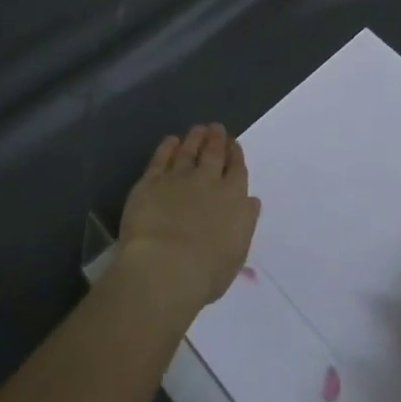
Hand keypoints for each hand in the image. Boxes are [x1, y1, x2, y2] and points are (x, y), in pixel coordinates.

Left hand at [115, 124, 259, 328]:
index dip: (235, 155)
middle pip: (213, 153)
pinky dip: (167, 147)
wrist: (164, 268)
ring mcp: (178, 178)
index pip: (237, 169)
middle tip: (216, 128)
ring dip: (194, 138)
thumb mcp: (237, 253)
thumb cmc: (205, 273)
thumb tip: (250, 200)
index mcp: (233, 198)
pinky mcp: (150, 182)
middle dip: (216, 139)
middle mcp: (207, 181)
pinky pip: (160, 158)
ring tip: (197, 130)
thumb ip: (244, 222)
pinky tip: (170, 141)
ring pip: (188, 150)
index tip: (233, 145)